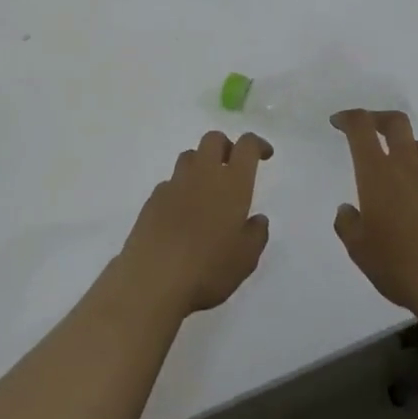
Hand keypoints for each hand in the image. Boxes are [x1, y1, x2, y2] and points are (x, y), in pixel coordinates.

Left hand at [119, 131, 272, 314]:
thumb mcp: (246, 258)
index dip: (257, 144)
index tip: (264, 155)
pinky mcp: (153, 199)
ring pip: (189, 157)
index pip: (246, 146)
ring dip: (201, 164)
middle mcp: (203, 175)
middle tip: (233, 167)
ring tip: (207, 191)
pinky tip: (182, 214)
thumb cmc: (208, 268)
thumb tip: (257, 219)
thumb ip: (256, 234)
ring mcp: (174, 184)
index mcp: (232, 184)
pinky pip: (171, 182)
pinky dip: (181, 189)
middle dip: (226, 146)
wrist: (153, 279)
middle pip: (213, 140)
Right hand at [331, 111, 417, 320]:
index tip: (338, 122)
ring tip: (395, 170)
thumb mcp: (358, 249)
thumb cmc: (399, 265)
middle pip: (397, 123)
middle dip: (378, 118)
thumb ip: (348, 224)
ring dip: (404, 148)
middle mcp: (409, 168)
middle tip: (368, 129)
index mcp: (378, 173)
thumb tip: (349, 210)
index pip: (362, 127)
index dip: (348, 118)